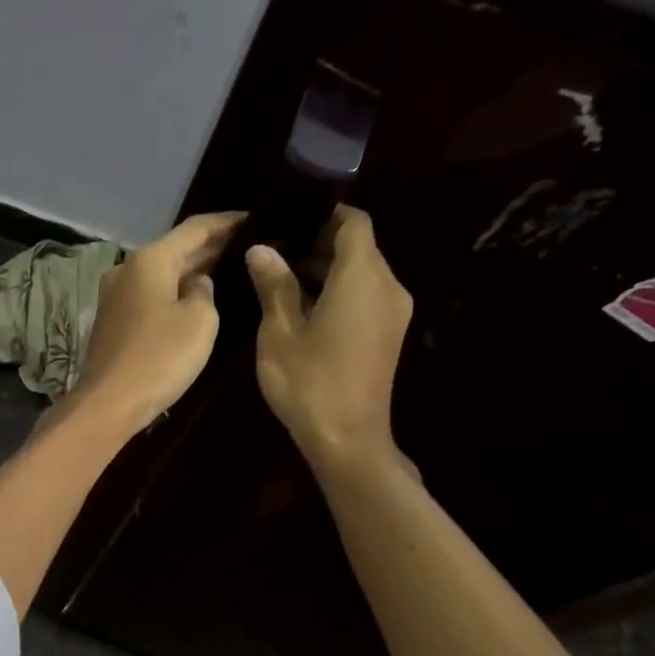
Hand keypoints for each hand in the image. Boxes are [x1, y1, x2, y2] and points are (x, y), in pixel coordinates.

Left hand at [71, 211, 244, 432]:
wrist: (108, 403)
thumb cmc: (159, 358)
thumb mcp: (200, 321)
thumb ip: (205, 292)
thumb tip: (197, 284)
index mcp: (149, 259)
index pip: (195, 228)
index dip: (227, 222)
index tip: (255, 218)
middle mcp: (127, 269)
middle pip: (175, 249)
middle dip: (210, 246)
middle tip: (248, 244)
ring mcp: (115, 295)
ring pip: (161, 273)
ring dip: (191, 270)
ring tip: (228, 268)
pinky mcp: (113, 320)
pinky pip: (150, 295)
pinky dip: (173, 291)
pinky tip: (195, 298)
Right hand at [247, 206, 412, 470]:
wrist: (348, 440)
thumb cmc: (309, 383)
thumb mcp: (280, 333)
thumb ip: (274, 286)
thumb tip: (261, 248)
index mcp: (363, 278)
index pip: (354, 223)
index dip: (323, 215)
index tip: (288, 219)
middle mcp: (387, 287)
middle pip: (359, 247)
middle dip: (318, 243)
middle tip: (273, 251)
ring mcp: (393, 313)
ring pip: (362, 273)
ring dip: (326, 270)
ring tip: (280, 279)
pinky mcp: (388, 334)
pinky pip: (366, 296)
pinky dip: (338, 291)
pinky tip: (303, 308)